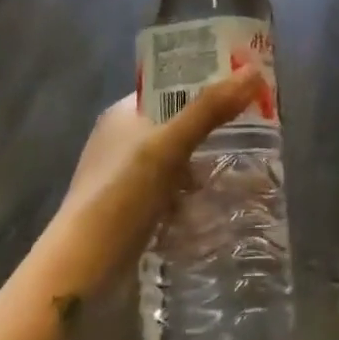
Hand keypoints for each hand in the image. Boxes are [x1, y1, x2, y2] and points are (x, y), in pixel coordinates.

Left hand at [45, 70, 262, 293]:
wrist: (82, 268)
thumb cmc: (122, 194)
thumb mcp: (169, 146)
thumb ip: (209, 109)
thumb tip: (253, 71)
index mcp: (123, 114)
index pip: (170, 87)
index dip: (205, 83)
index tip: (244, 86)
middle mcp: (122, 140)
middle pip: (177, 123)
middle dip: (212, 127)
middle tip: (256, 128)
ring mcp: (126, 177)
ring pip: (177, 160)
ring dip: (205, 164)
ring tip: (248, 167)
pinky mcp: (133, 210)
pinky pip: (172, 192)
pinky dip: (193, 195)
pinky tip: (220, 203)